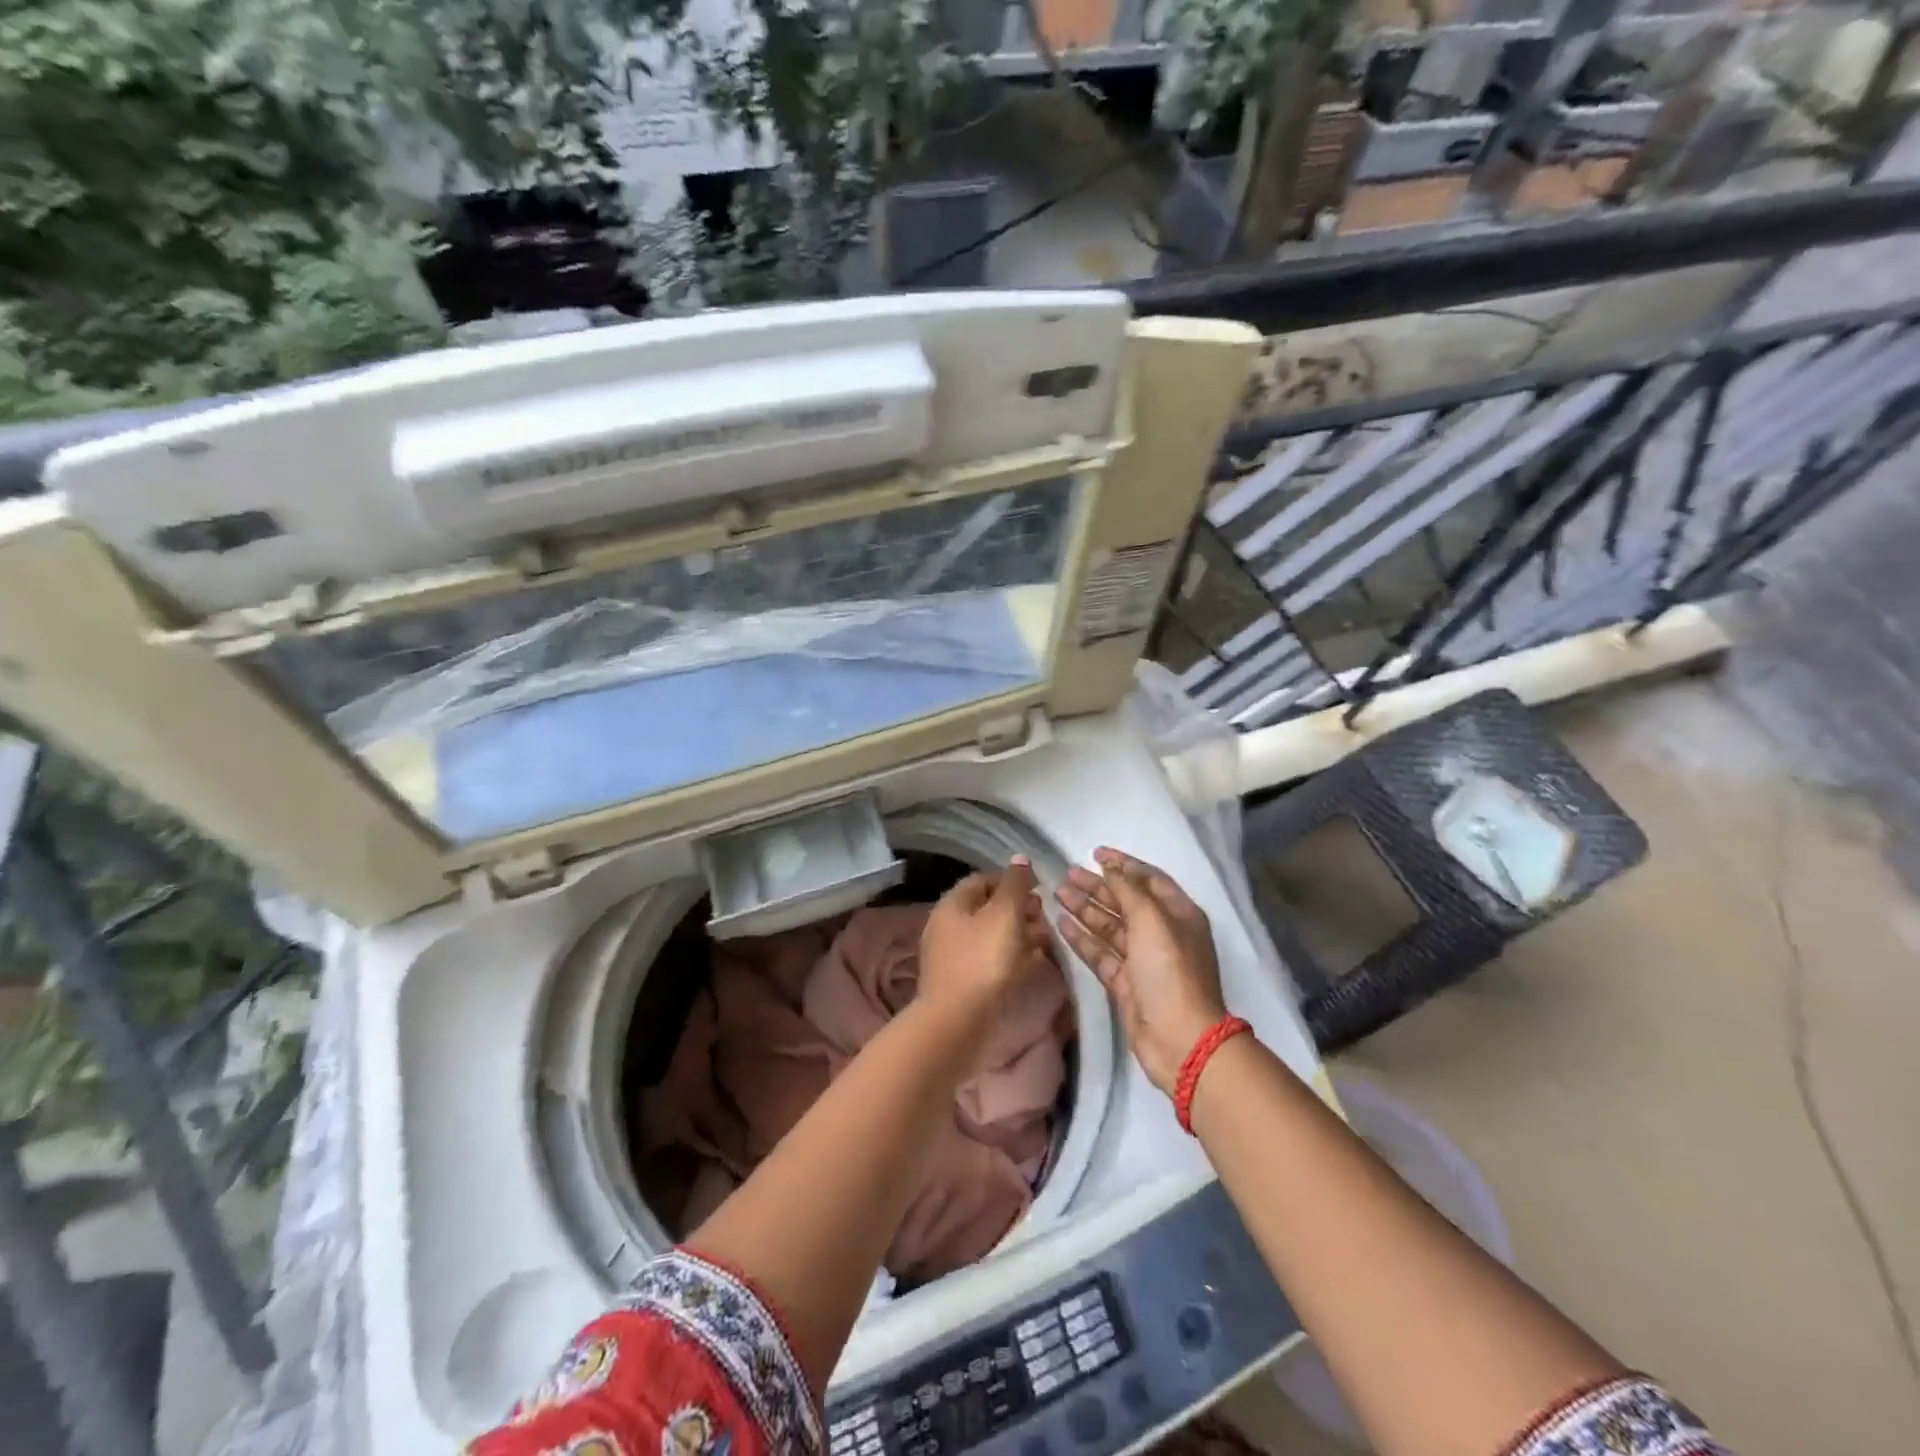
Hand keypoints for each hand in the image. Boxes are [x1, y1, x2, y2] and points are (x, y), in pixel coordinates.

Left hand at [918, 856, 1049, 1033]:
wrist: (958, 1023)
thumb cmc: (983, 961)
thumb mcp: (1004, 914)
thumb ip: (1014, 884)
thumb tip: (1019, 858)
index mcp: (952, 904)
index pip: (983, 879)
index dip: (1012, 880)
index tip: (1039, 890)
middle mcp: (946, 926)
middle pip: (986, 908)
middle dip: (1018, 909)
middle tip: (1045, 917)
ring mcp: (951, 957)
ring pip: (990, 936)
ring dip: (1018, 934)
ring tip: (1046, 941)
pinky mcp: (961, 983)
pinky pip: (989, 960)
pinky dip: (1010, 957)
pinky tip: (1031, 964)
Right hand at [1054, 848, 1227, 1093]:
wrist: (1179, 1038)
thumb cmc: (1170, 970)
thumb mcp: (1152, 920)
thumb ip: (1129, 890)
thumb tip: (1112, 867)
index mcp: (1178, 914)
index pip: (1148, 879)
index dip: (1123, 864)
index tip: (1095, 853)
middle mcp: (1161, 933)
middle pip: (1126, 902)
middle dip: (1098, 886)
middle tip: (1067, 873)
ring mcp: (1142, 959)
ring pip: (1110, 926)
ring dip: (1086, 909)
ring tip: (1058, 893)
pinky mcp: (1125, 983)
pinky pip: (1100, 953)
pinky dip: (1082, 938)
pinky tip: (1061, 923)